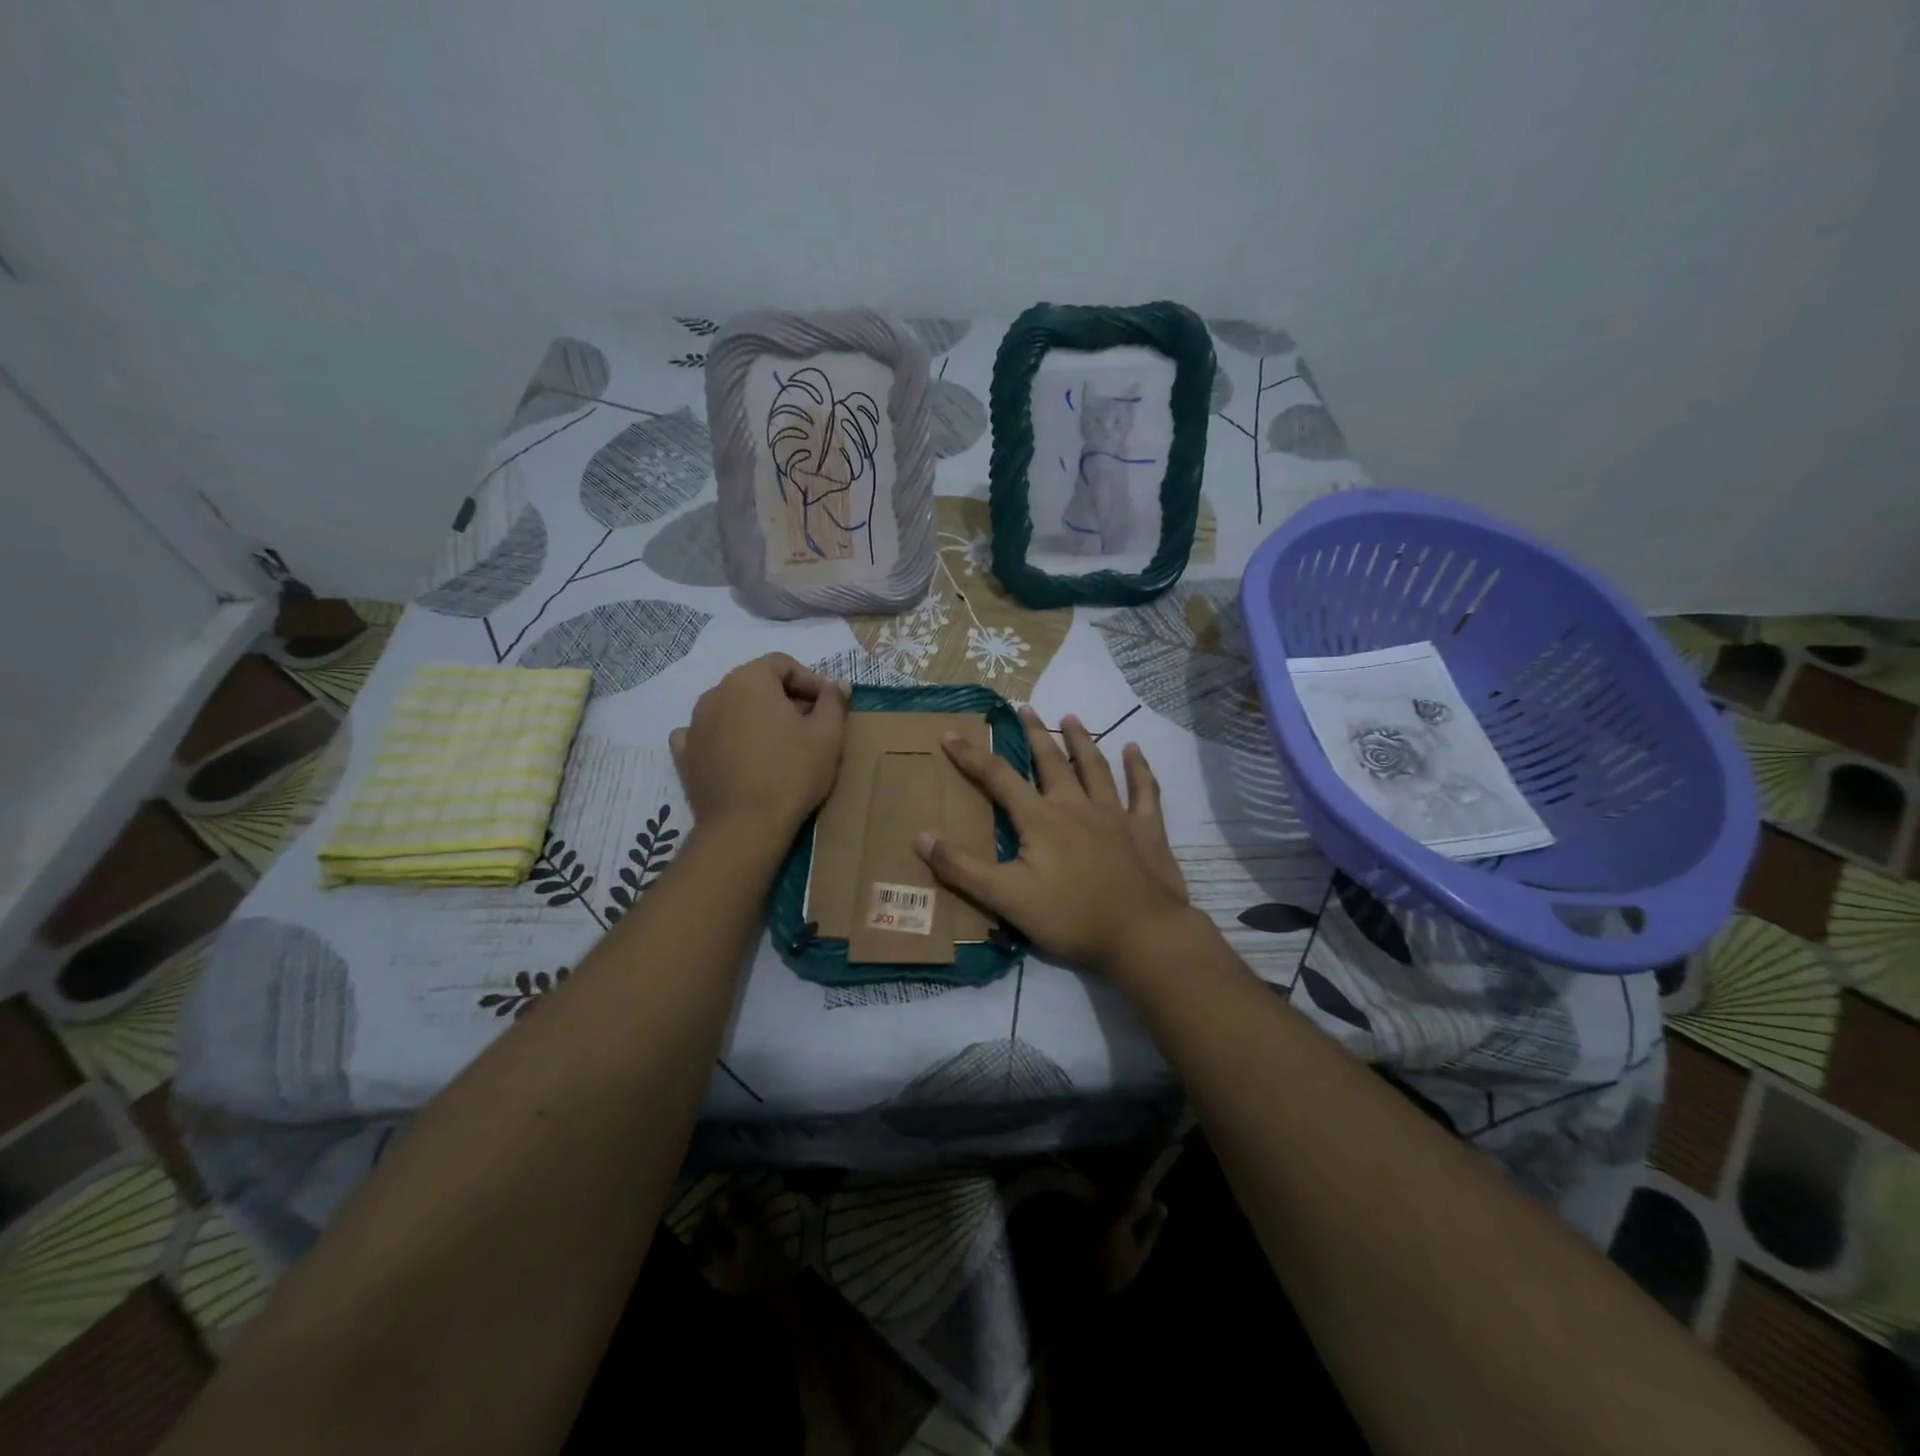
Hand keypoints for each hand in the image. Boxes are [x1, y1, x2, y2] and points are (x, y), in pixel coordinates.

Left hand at [670, 655, 847, 834]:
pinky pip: (705, 735)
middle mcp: (715, 694)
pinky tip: (738, 755)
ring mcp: (694, 725)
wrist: (745, 827)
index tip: (828, 705)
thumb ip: (833, 701)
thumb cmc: (792, 773)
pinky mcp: (684, 756)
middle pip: (755, 684)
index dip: (810, 680)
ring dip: (754, 717)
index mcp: (749, 680)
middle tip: (809, 725)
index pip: (782, 663)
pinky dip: (723, 738)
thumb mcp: (828, 735)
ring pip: (730, 708)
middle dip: (784, 698)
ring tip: (778, 744)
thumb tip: (837, 684)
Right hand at [916, 708, 1190, 974]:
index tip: (951, 732)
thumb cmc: (1070, 917)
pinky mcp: (1147, 829)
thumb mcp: (1006, 898)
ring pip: (1095, 767)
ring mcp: (1115, 814)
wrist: (1142, 934)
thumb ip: (963, 868)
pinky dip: (1139, 768)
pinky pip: (1144, 791)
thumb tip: (922, 836)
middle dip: (1034, 734)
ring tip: (1071, 717)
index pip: (999, 778)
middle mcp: (1076, 805)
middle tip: (1024, 709)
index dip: (972, 755)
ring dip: (1081, 740)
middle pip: (1051, 761)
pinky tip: (1134, 750)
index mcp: (1041, 819)